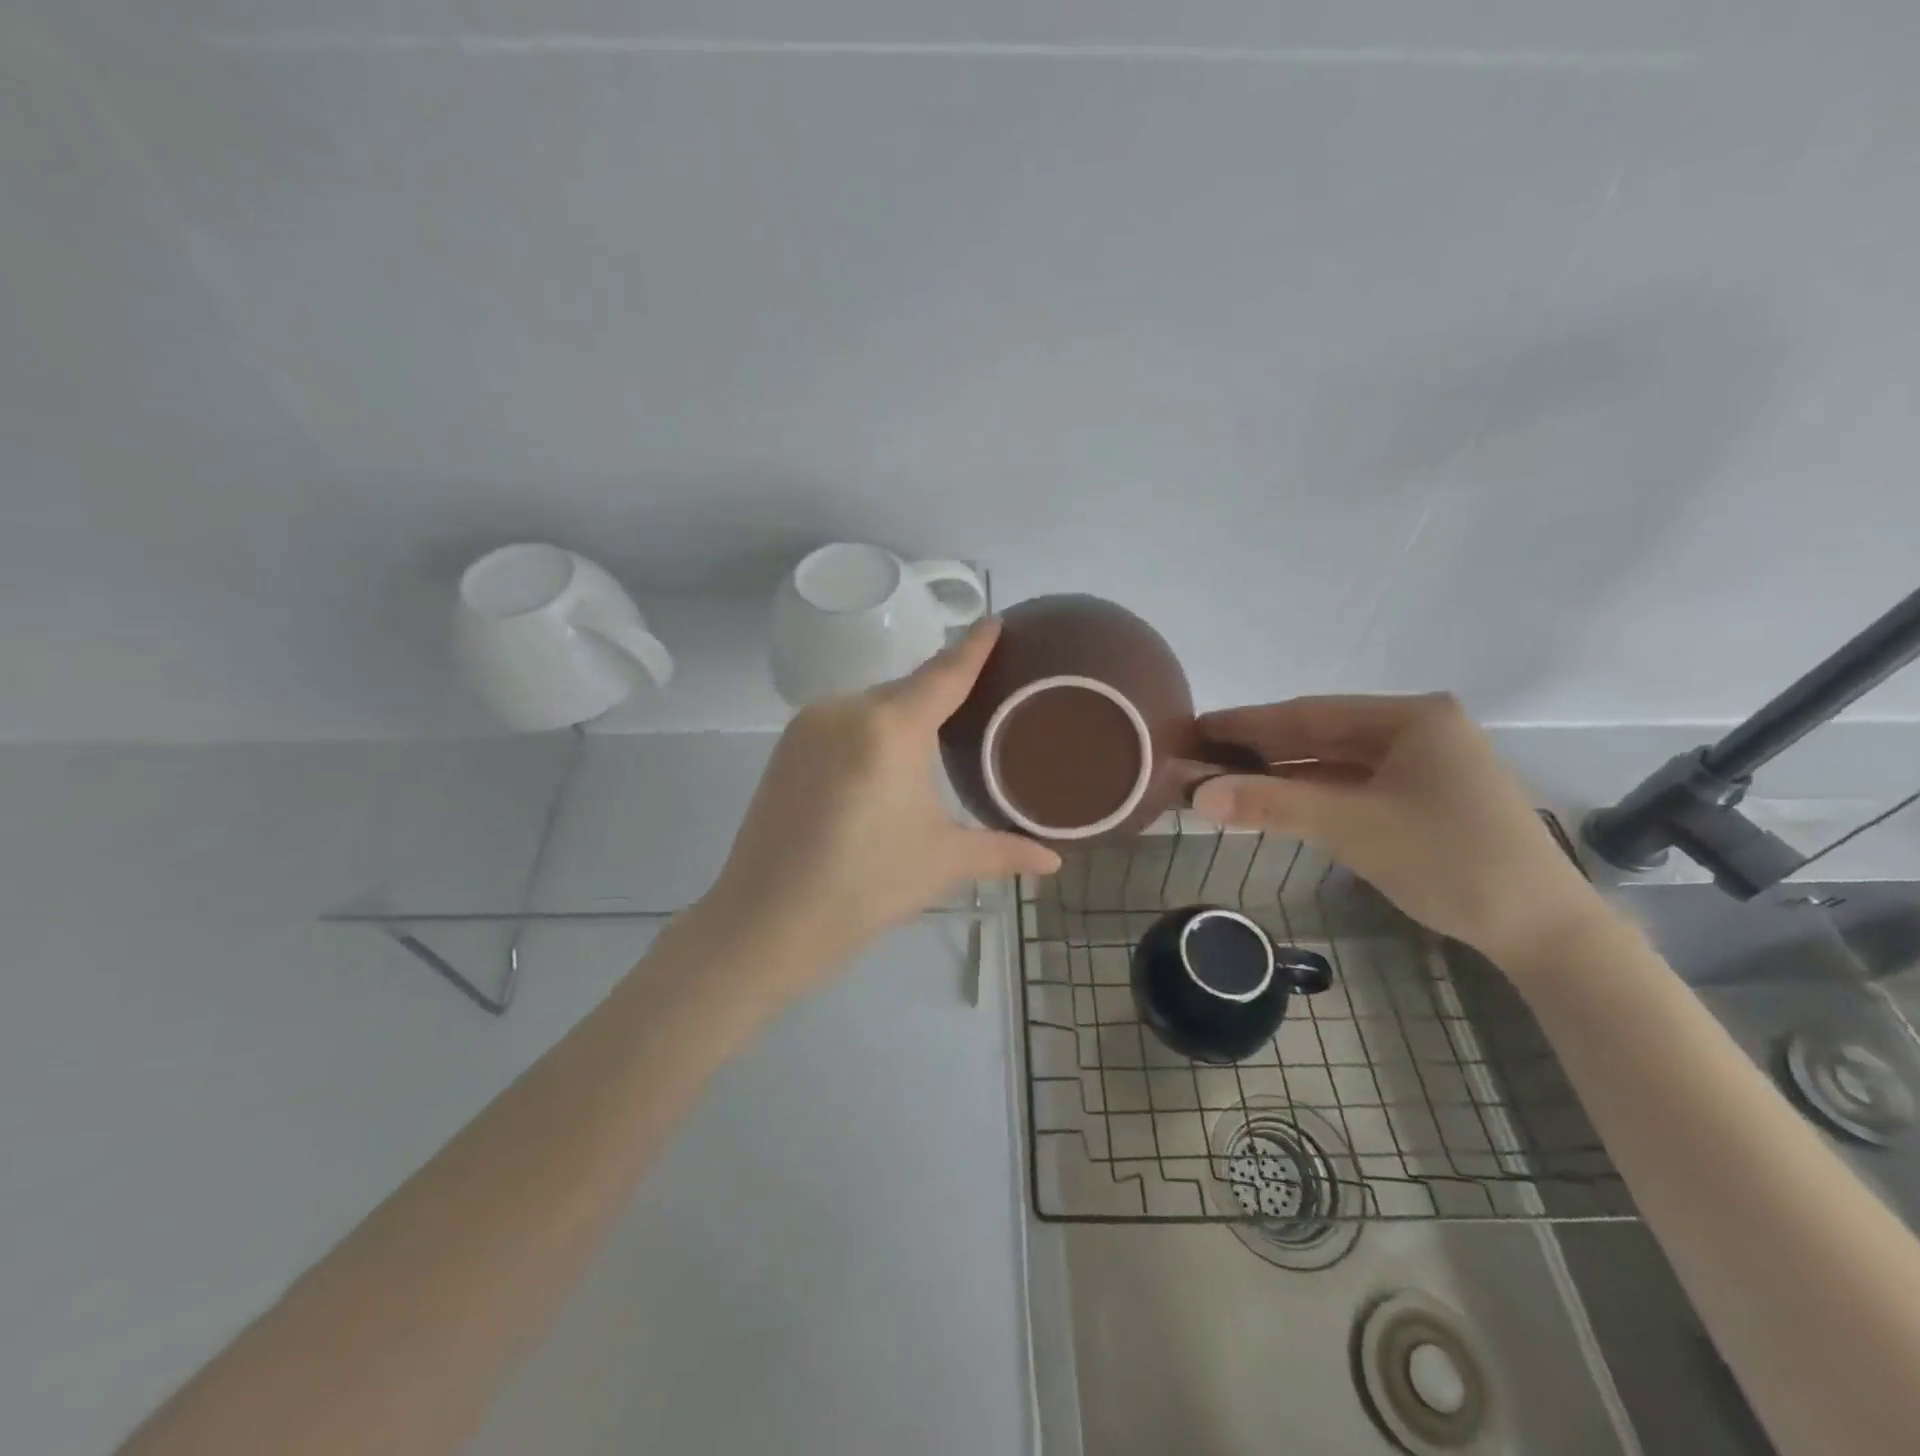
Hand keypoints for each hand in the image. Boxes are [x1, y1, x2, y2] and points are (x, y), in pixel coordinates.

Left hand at [702, 619, 1061, 993]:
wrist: (768, 920)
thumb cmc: (867, 887)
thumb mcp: (944, 862)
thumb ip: (1004, 851)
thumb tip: (1054, 862)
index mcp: (891, 728)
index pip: (944, 674)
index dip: (973, 647)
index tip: (994, 619)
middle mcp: (846, 709)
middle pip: (907, 689)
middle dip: (940, 694)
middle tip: (975, 708)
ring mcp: (809, 725)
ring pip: (872, 705)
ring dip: (901, 717)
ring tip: (929, 750)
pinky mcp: (786, 746)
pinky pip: (842, 721)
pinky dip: (869, 731)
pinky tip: (879, 766)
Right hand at [1182, 694, 1604, 964]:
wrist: (1543, 931)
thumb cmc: (1450, 860)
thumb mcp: (1352, 826)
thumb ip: (1272, 804)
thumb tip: (1197, 795)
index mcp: (1411, 717)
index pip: (1309, 713)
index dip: (1248, 722)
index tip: (1198, 727)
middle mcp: (1418, 730)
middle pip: (1320, 735)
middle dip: (1261, 749)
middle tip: (1201, 756)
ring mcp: (1424, 765)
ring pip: (1335, 763)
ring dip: (1283, 775)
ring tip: (1225, 780)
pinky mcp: (1425, 799)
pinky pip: (1353, 787)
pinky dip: (1312, 795)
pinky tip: (1276, 801)